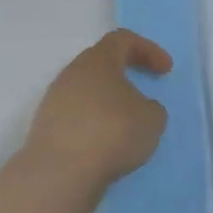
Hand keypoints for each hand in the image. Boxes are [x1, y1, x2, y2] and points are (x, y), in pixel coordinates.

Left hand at [23, 30, 171, 188]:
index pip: (122, 40)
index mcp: (98, 60)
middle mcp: (71, 73)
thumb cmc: (112, 132)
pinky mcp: (46, 127)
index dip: (148, 50)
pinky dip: (94, 124)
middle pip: (101, 64)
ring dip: (108, 102)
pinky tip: (106, 144)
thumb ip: (151, 107)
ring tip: (126, 125)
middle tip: (144, 92)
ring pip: (87, 91)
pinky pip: (76, 116)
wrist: (60, 172)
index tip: (165, 70)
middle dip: (125, 74)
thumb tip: (139, 108)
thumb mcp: (152, 118)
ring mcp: (54, 100)